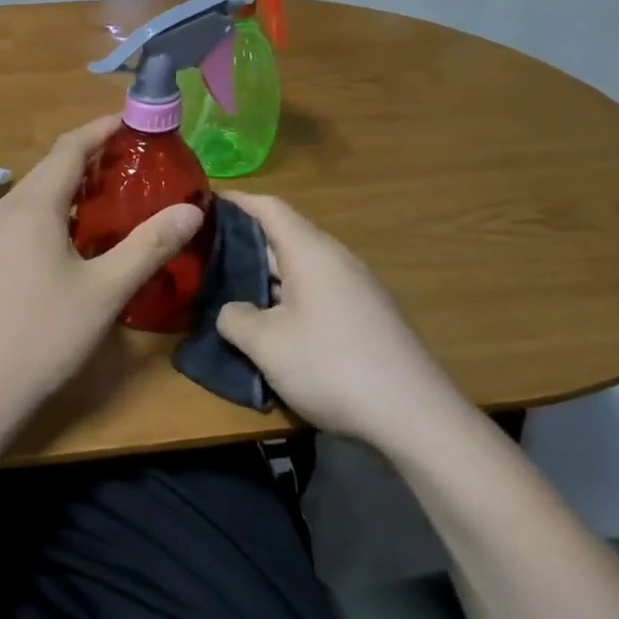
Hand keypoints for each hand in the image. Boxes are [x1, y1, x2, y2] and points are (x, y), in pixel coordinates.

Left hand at [0, 116, 202, 409]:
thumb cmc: (45, 334)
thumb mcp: (106, 290)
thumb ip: (149, 245)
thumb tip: (192, 209)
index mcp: (33, 206)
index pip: (70, 148)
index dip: (101, 129)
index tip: (132, 121)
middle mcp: (3, 210)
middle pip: (50, 168)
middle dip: (89, 158)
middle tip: (131, 163)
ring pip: (32, 195)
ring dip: (68, 188)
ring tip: (107, 198)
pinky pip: (19, 219)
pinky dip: (49, 213)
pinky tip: (69, 240)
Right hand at [215, 191, 467, 448]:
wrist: (415, 417)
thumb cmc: (332, 367)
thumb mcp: (267, 344)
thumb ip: (235, 318)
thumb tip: (231, 310)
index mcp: (311, 252)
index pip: (270, 207)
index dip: (236, 201)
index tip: (203, 203)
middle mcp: (336, 259)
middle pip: (285, 234)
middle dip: (244, 240)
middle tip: (205, 252)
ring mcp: (356, 288)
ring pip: (301, 266)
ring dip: (266, 272)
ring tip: (230, 286)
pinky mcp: (366, 316)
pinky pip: (316, 289)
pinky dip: (287, 294)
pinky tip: (272, 321)